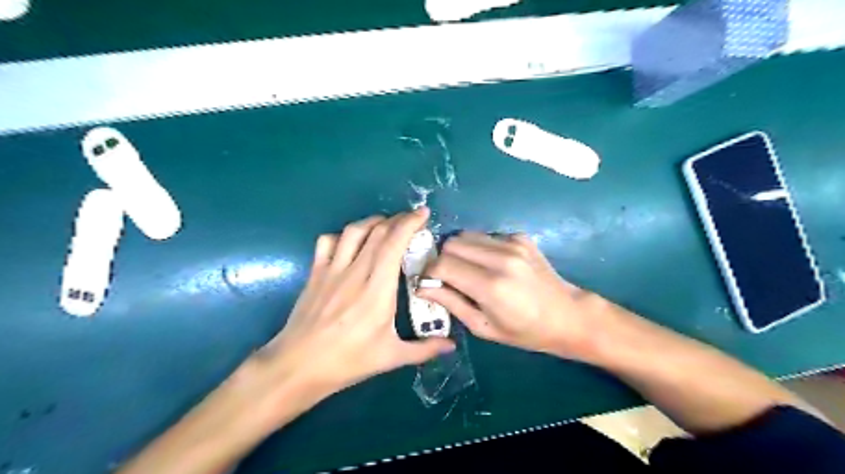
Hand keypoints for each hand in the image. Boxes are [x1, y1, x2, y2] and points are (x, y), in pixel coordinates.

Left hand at [258, 208, 455, 403]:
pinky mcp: (315, 273)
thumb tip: (452, 345)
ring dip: (373, 222)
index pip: (394, 244)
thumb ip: (424, 349)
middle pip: (377, 231)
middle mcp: (355, 273)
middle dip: (398, 219)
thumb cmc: (347, 361)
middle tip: (412, 220)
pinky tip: (351, 242)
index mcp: (377, 291)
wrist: (298, 366)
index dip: (409, 223)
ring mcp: (332, 270)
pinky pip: (328, 241)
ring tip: (386, 225)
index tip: (423, 214)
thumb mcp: (390, 357)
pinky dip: (343, 235)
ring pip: (353, 231)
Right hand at [419, 231, 610, 360]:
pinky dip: (480, 248)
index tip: (429, 282)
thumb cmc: (524, 331)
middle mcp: (501, 258)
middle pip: (451, 243)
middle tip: (448, 277)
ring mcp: (513, 243)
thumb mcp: (483, 327)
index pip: (443, 264)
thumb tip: (422, 287)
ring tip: (469, 270)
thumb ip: (451, 303)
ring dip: (460, 251)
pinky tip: (492, 264)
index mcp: (491, 286)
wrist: (567, 315)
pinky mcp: (520, 237)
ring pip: (467, 235)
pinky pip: (486, 236)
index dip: (430, 273)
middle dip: (443, 259)